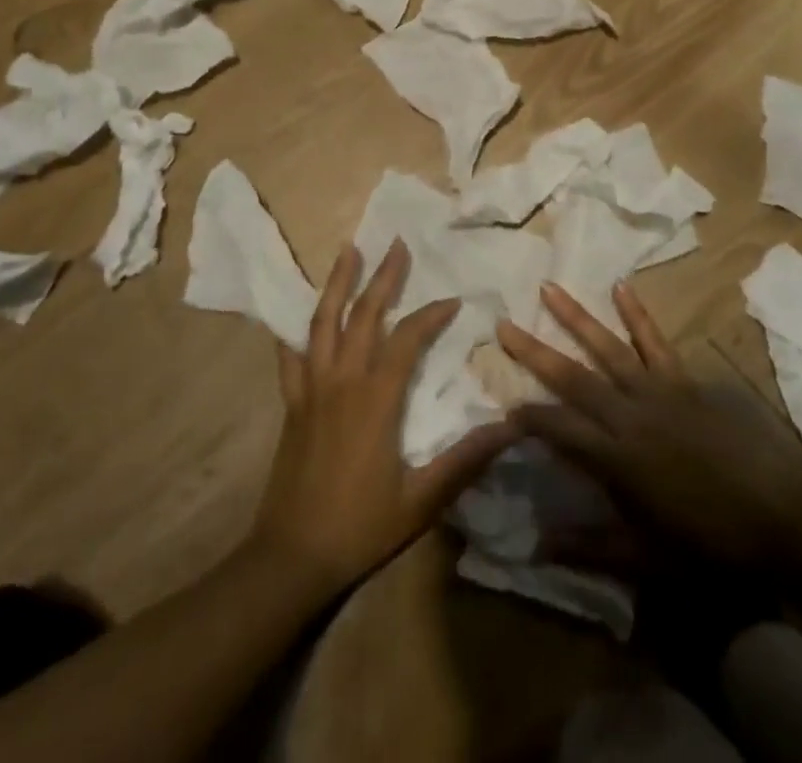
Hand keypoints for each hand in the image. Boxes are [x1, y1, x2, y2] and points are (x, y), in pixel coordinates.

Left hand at [248, 240, 515, 599]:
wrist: (293, 556)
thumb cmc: (362, 525)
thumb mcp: (422, 499)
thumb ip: (465, 460)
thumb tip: (511, 428)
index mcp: (376, 398)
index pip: (407, 339)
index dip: (431, 315)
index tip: (453, 301)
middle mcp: (342, 380)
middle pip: (363, 315)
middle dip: (383, 277)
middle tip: (397, 244)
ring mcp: (311, 388)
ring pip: (321, 322)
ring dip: (337, 283)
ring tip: (348, 251)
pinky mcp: (292, 403)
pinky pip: (290, 357)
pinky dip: (293, 330)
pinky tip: (295, 315)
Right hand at [497, 282, 801, 573]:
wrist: (783, 519)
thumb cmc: (713, 546)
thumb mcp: (648, 562)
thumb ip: (591, 549)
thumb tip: (536, 544)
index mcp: (616, 459)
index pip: (559, 428)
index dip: (528, 417)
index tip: (502, 404)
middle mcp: (629, 415)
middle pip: (573, 378)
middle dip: (535, 351)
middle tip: (503, 324)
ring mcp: (658, 391)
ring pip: (607, 348)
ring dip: (575, 317)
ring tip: (549, 287)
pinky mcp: (685, 381)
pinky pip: (656, 342)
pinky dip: (637, 314)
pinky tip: (621, 286)